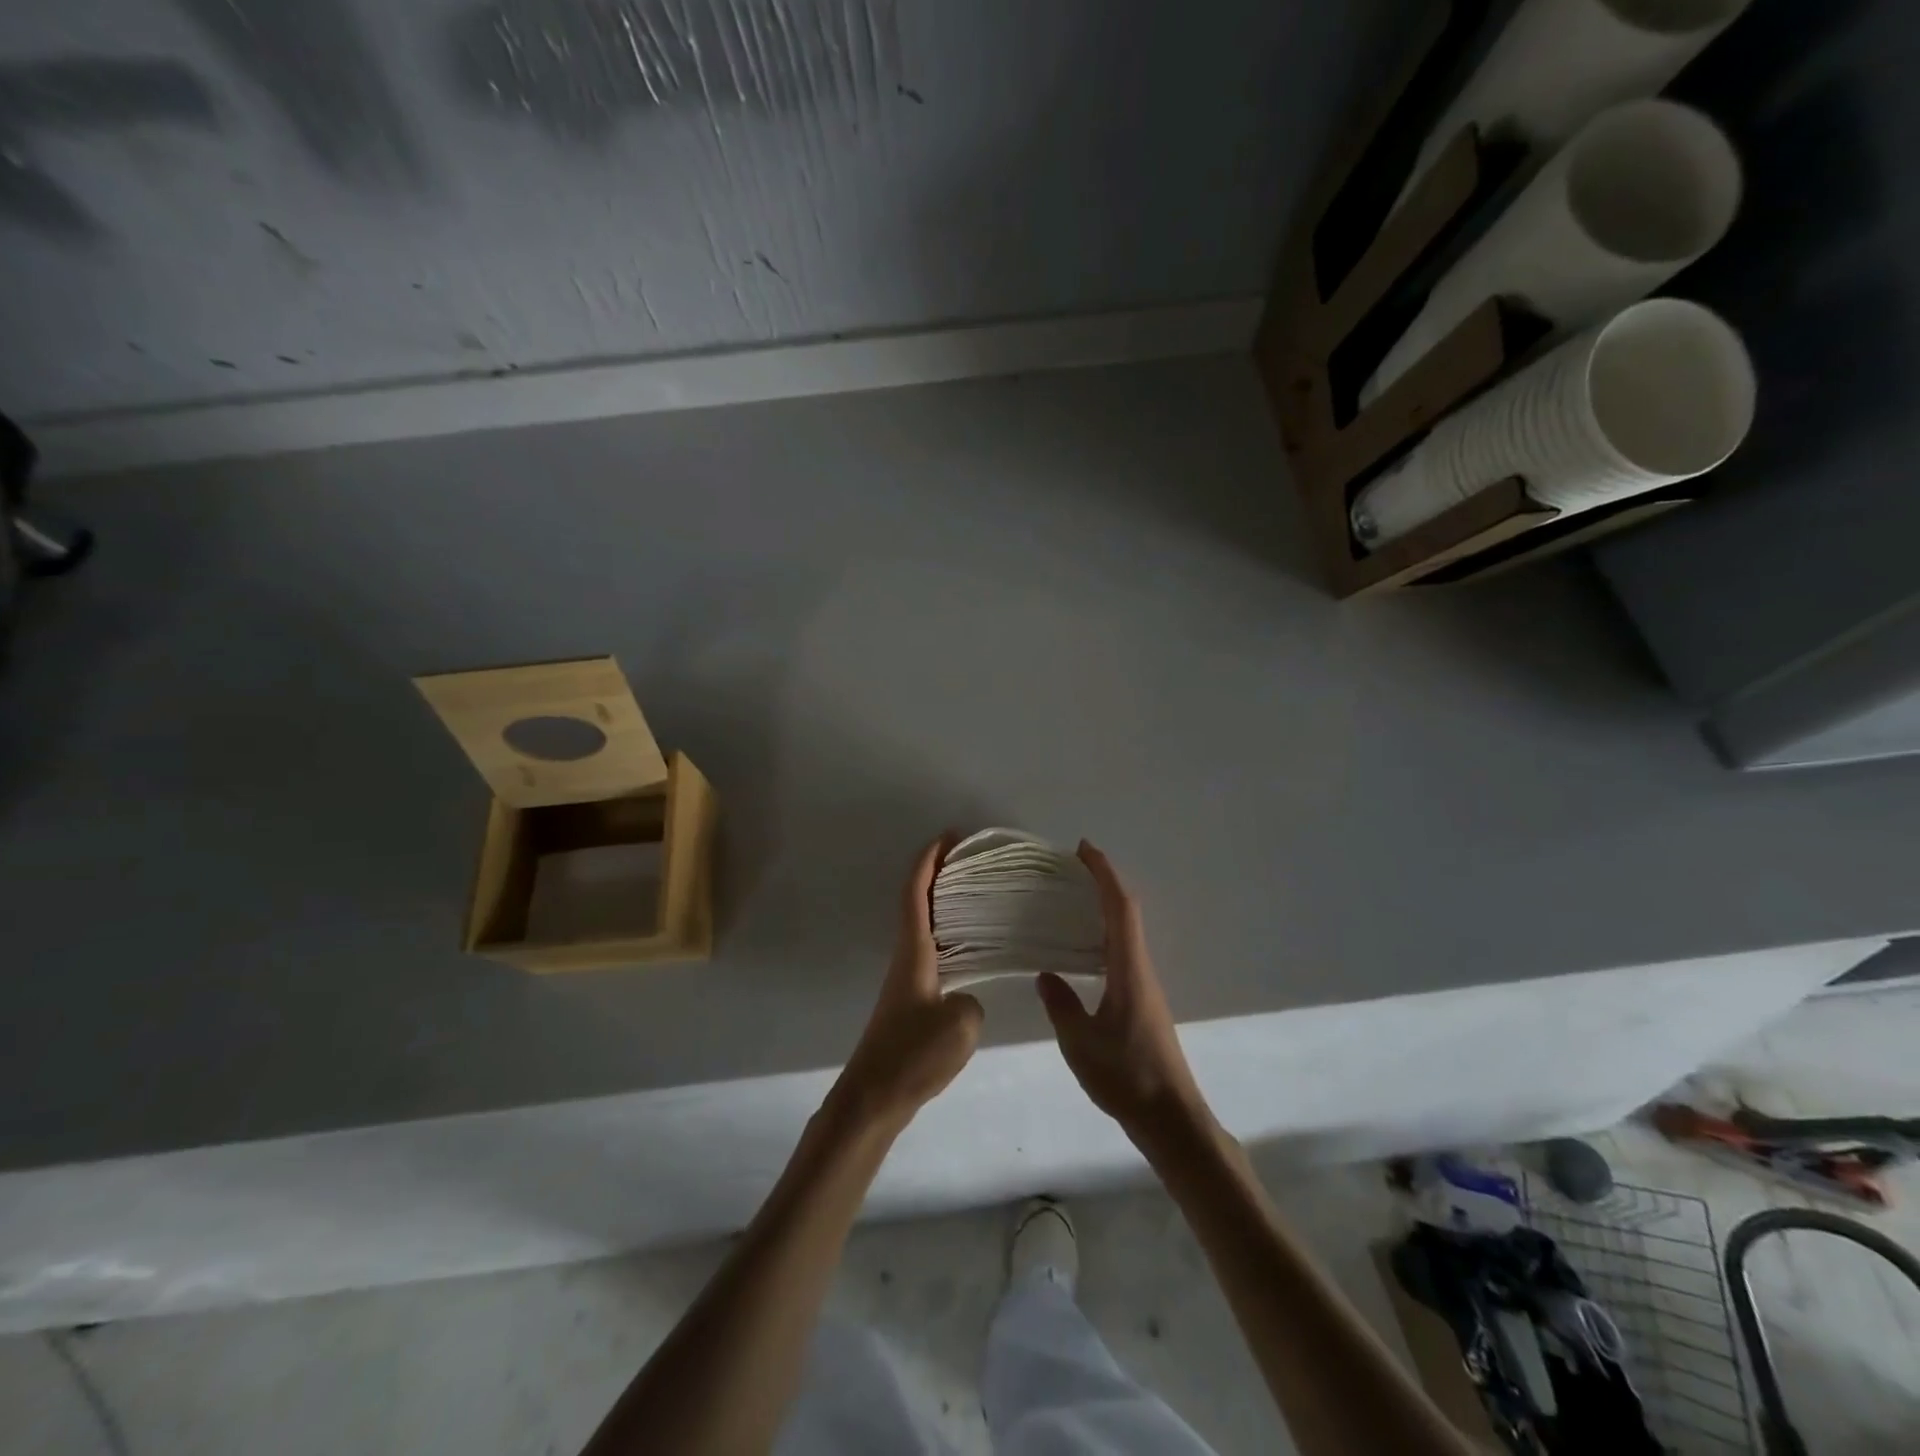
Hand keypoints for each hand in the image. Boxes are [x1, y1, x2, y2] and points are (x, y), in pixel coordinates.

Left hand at [831, 835, 983, 1131]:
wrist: (873, 1099)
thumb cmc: (912, 1055)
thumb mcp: (960, 1025)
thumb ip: (971, 1001)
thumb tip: (965, 1000)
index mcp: (913, 952)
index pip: (916, 893)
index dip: (929, 860)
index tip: (948, 836)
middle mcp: (906, 958)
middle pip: (918, 903)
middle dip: (939, 875)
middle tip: (973, 861)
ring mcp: (906, 981)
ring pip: (924, 928)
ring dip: (944, 905)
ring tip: (979, 898)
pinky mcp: (911, 1002)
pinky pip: (932, 953)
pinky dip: (949, 937)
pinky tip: (972, 952)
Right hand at [1037, 842, 1209, 1148]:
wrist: (1172, 1120)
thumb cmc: (1127, 1077)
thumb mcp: (1080, 1042)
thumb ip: (1061, 1005)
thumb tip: (1046, 974)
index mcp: (1129, 970)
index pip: (1120, 908)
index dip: (1104, 874)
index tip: (1083, 849)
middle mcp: (1141, 970)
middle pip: (1127, 912)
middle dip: (1103, 882)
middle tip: (1071, 867)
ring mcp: (1145, 987)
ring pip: (1126, 933)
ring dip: (1105, 907)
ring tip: (1072, 900)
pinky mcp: (1143, 1003)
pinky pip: (1122, 953)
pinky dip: (1104, 935)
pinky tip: (1083, 951)